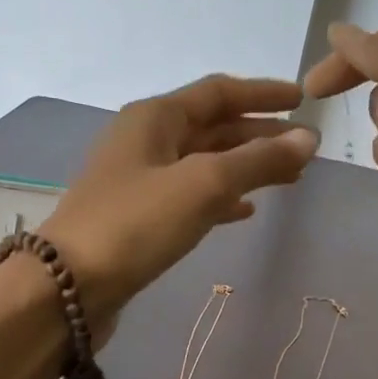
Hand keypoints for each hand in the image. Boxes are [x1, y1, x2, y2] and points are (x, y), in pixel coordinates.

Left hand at [42, 76, 318, 328]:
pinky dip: (219, 199)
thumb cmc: (136, 224)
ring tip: (287, 180)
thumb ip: (257, 161)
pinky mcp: (137, 219)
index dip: (263, 94)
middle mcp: (144, 141)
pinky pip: (188, 198)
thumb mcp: (203, 185)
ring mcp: (138, 182)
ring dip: (244, 169)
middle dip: (258, 136)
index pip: (219, 92)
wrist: (69, 287)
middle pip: (212, 128)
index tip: (303, 100)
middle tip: (304, 151)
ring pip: (203, 164)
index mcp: (155, 117)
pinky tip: (244, 212)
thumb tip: (308, 139)